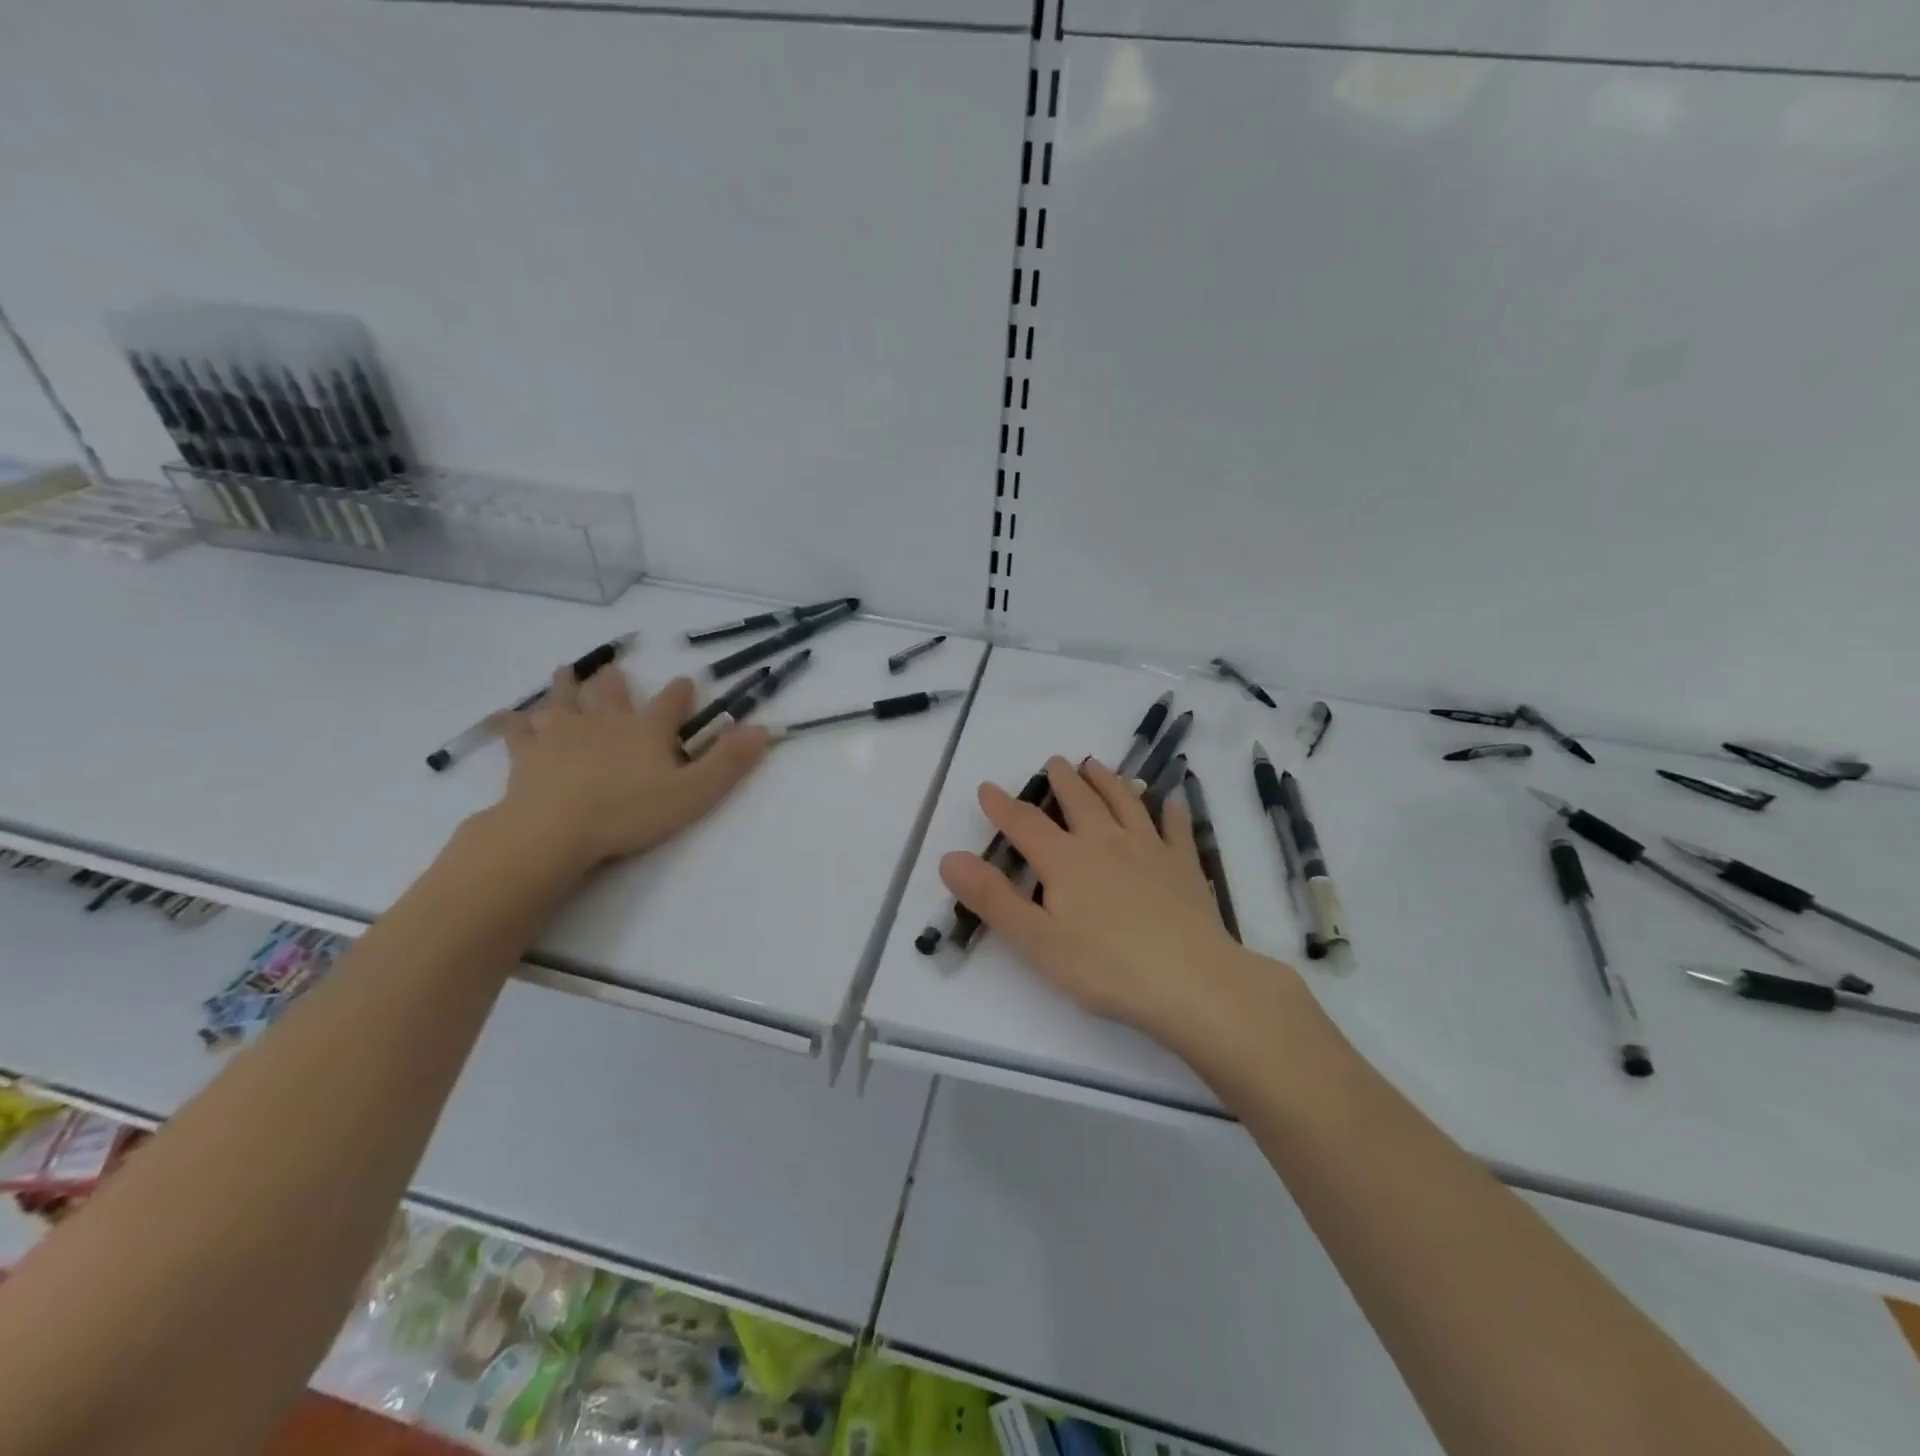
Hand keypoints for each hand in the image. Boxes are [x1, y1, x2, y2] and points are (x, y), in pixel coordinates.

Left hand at [489, 667, 769, 873]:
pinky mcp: (527, 753)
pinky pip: (517, 731)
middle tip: (613, 670)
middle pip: (611, 691)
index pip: (671, 703)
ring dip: (566, 685)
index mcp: (647, 730)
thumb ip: (728, 761)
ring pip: (564, 699)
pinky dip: (514, 722)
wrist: (555, 828)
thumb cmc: (630, 812)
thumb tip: (763, 729)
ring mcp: (562, 733)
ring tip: (565, 672)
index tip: (686, 681)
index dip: (681, 692)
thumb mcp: (694, 793)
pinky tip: (508, 717)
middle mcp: (606, 721)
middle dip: (615, 680)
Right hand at [938, 755, 1272, 1043]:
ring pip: (1125, 802)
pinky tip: (1171, 800)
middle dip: (1063, 780)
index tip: (987, 788)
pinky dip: (1171, 810)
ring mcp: (1150, 850)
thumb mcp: (1037, 941)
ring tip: (1097, 765)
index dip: (1002, 806)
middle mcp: (1106, 842)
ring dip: (1108, 781)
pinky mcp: (1185, 866)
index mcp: (1066, 861)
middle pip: (1079, 801)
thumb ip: (993, 898)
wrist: (1193, 983)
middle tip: (1056, 761)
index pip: (1025, 824)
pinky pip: (1176, 828)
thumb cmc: (1107, 968)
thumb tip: (949, 857)